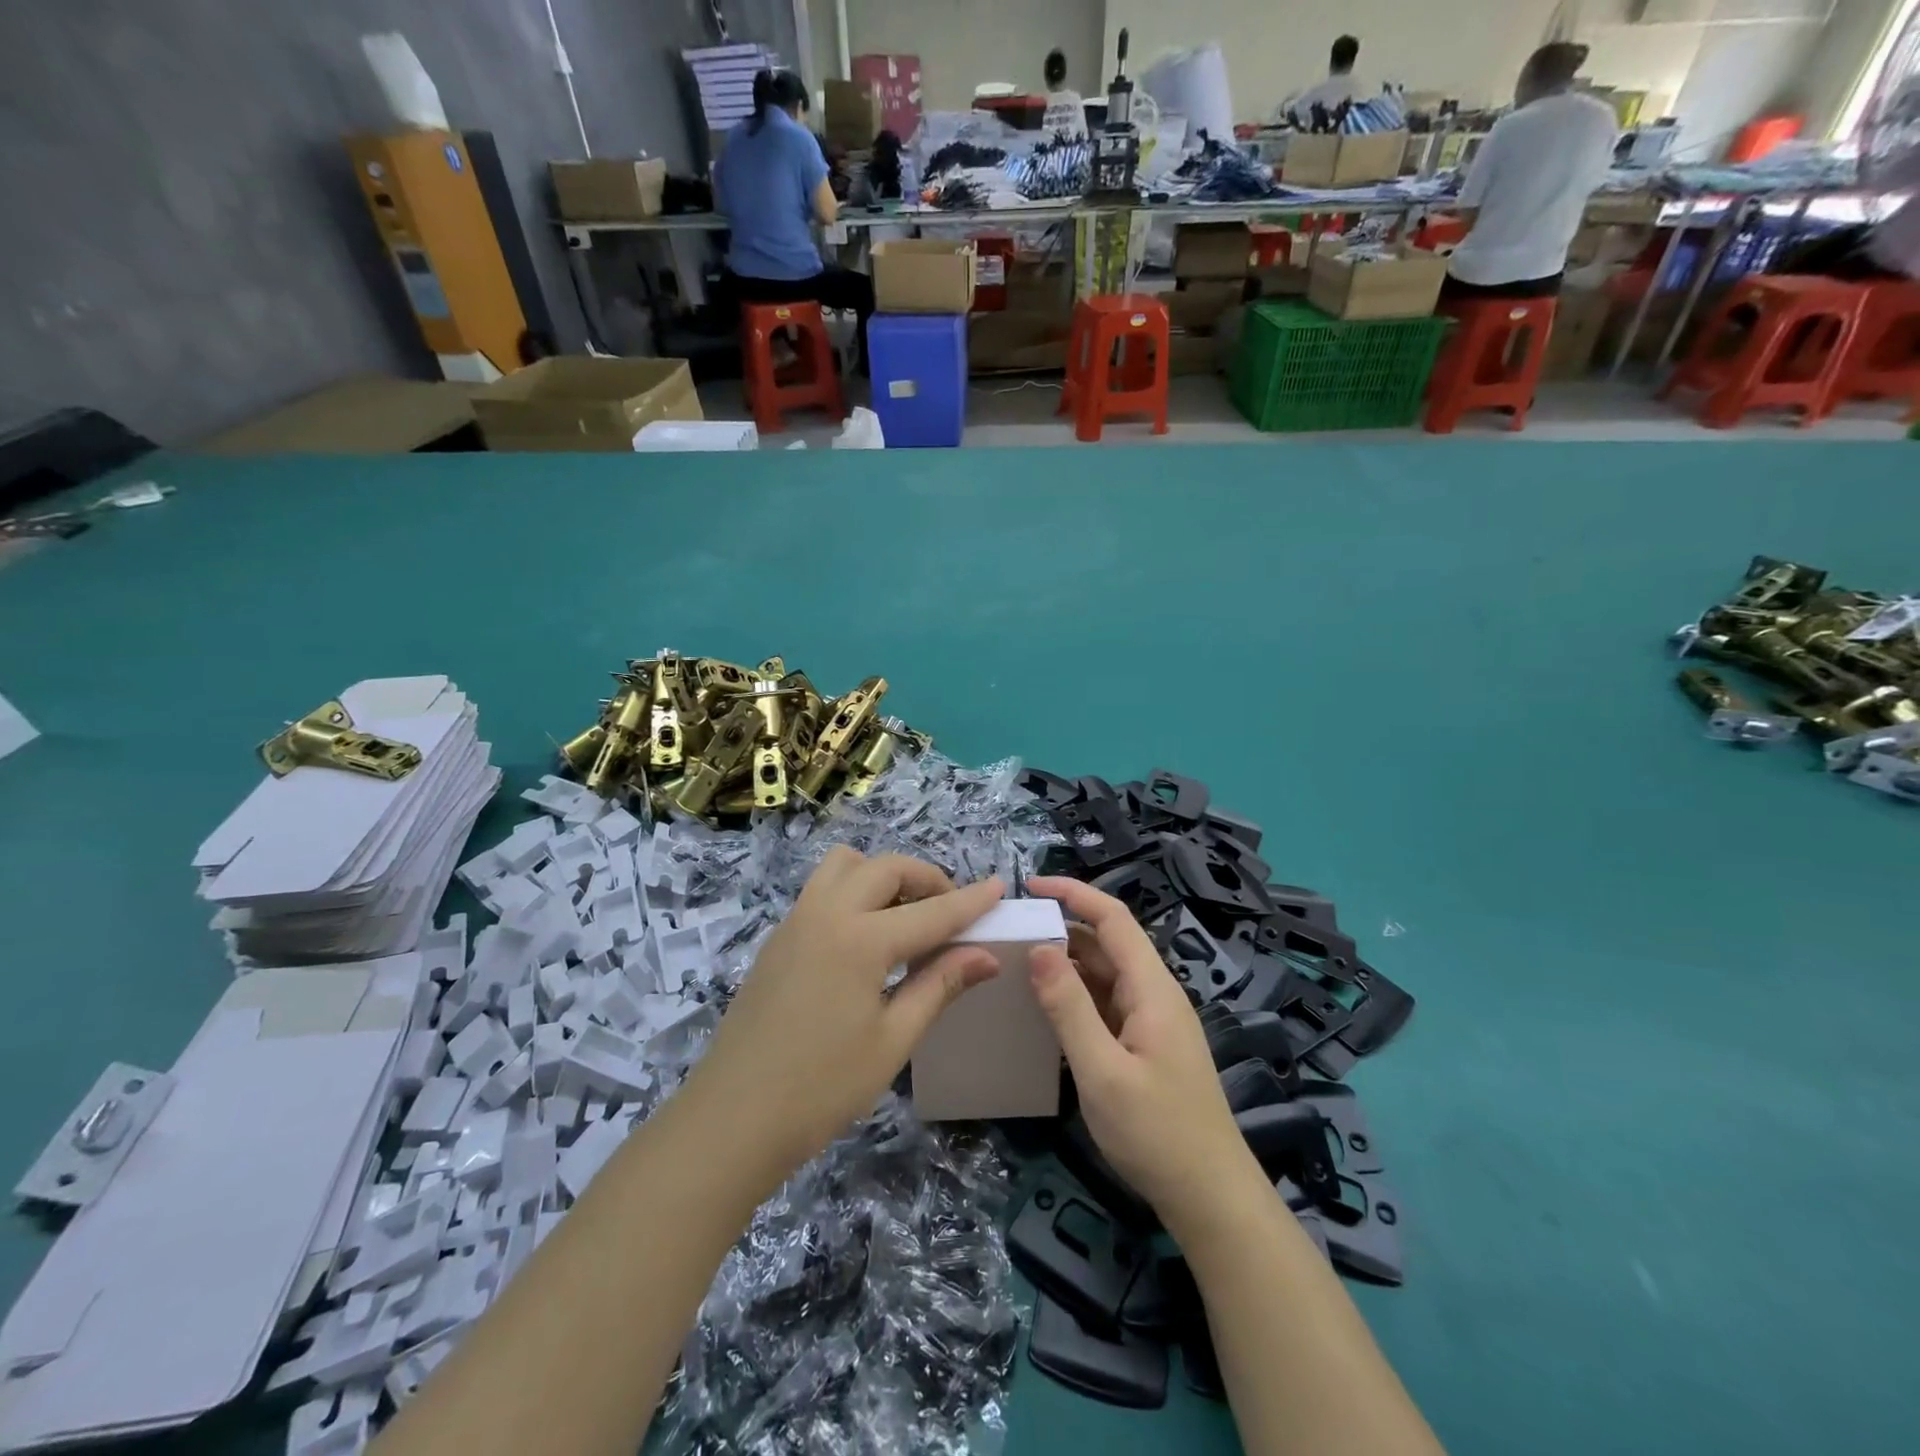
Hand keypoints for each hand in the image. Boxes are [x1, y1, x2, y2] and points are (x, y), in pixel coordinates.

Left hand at [687, 848, 1004, 1175]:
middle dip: (926, 879)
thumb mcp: (892, 1039)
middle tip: (950, 912)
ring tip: (904, 917)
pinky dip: (854, 893)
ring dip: (882, 876)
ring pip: (845, 866)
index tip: (1000, 886)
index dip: (970, 901)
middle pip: (885, 867)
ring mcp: (795, 921)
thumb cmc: (821, 1088)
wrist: (731, 1120)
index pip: (931, 911)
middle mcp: (826, 913)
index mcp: (859, 939)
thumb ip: (940, 986)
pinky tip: (866, 940)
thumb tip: (987, 955)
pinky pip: (822, 890)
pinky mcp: (778, 938)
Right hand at [1026, 876, 1261, 1235]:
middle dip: (1063, 926)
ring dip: (1067, 962)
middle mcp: (1154, 994)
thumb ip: (1068, 1007)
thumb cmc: (1156, 1132)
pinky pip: (1106, 1003)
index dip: (1074, 893)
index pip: (1113, 918)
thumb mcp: (1102, 1070)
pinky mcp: (1145, 1044)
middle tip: (1012, 930)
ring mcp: (1151, 1020)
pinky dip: (1076, 994)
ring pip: (1105, 973)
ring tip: (1019, 960)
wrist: (1209, 1198)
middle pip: (1107, 943)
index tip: (1030, 885)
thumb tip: (1038, 947)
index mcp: (1151, 988)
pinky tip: (1046, 1005)